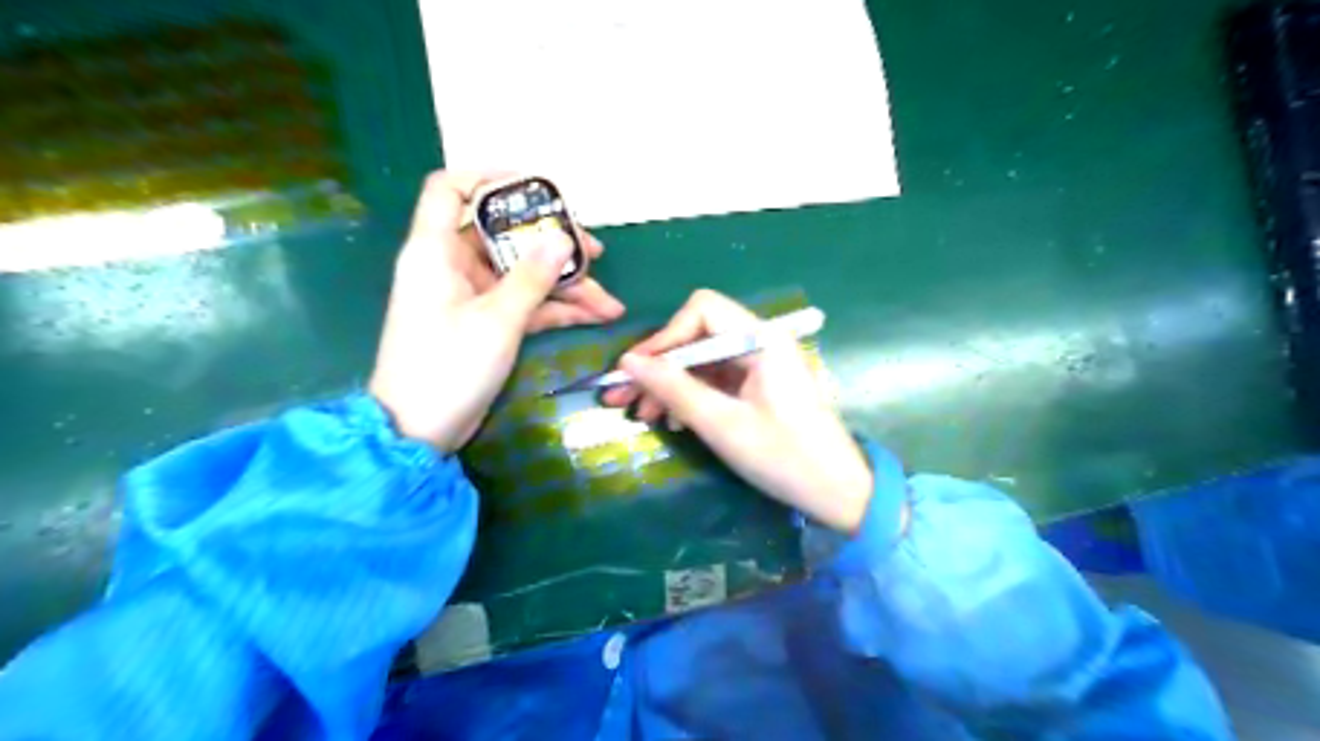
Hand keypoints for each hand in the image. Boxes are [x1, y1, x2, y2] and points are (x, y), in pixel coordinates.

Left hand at [365, 171, 625, 452]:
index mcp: (436, 251)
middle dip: (552, 244)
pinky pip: (526, 304)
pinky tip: (596, 317)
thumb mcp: (497, 321)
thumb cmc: (447, 368)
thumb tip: (563, 238)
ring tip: (609, 301)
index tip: (538, 188)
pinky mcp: (486, 323)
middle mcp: (453, 266)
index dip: (490, 178)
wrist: (418, 432)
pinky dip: (557, 310)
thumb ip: (532, 277)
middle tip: (595, 253)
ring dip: (565, 286)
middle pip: (505, 236)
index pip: (451, 189)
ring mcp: (472, 297)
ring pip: (523, 275)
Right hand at [602, 289, 872, 532]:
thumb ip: (674, 389)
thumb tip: (627, 362)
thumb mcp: (721, 424)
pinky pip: (716, 379)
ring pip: (702, 360)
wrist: (838, 492)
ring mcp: (760, 364)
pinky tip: (674, 421)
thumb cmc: (784, 457)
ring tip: (642, 416)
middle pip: (697, 335)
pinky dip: (690, 396)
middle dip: (659, 366)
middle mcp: (760, 341)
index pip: (701, 311)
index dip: (663, 337)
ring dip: (670, 384)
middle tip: (622, 399)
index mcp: (761, 339)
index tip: (634, 373)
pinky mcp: (759, 385)